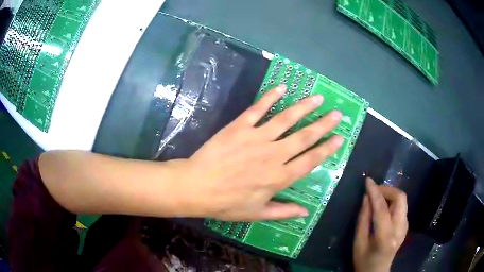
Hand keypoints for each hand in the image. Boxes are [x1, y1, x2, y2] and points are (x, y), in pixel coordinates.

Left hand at [174, 85, 342, 220]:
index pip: (311, 160)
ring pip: (286, 119)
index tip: (340, 138)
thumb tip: (306, 213)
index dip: (327, 149)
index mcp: (280, 177)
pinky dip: (270, 97)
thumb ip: (284, 212)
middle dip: (323, 124)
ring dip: (304, 107)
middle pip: (305, 137)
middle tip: (337, 114)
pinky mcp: (240, 127)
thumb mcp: (257, 214)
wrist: (197, 187)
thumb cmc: (227, 203)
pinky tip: (282, 88)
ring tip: (318, 98)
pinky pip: (258, 109)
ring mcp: (257, 137)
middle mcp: (274, 154)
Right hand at [353, 178, 408, 271]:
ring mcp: (405, 227)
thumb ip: (363, 218)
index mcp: (385, 236)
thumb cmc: (363, 260)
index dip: (375, 192)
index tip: (367, 181)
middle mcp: (400, 229)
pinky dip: (392, 202)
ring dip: (390, 194)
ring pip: (402, 200)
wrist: (377, 271)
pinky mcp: (406, 226)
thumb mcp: (358, 242)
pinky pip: (401, 207)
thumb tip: (366, 197)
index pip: (382, 208)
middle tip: (374, 191)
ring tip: (377, 198)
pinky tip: (383, 208)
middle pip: (400, 198)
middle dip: (387, 189)